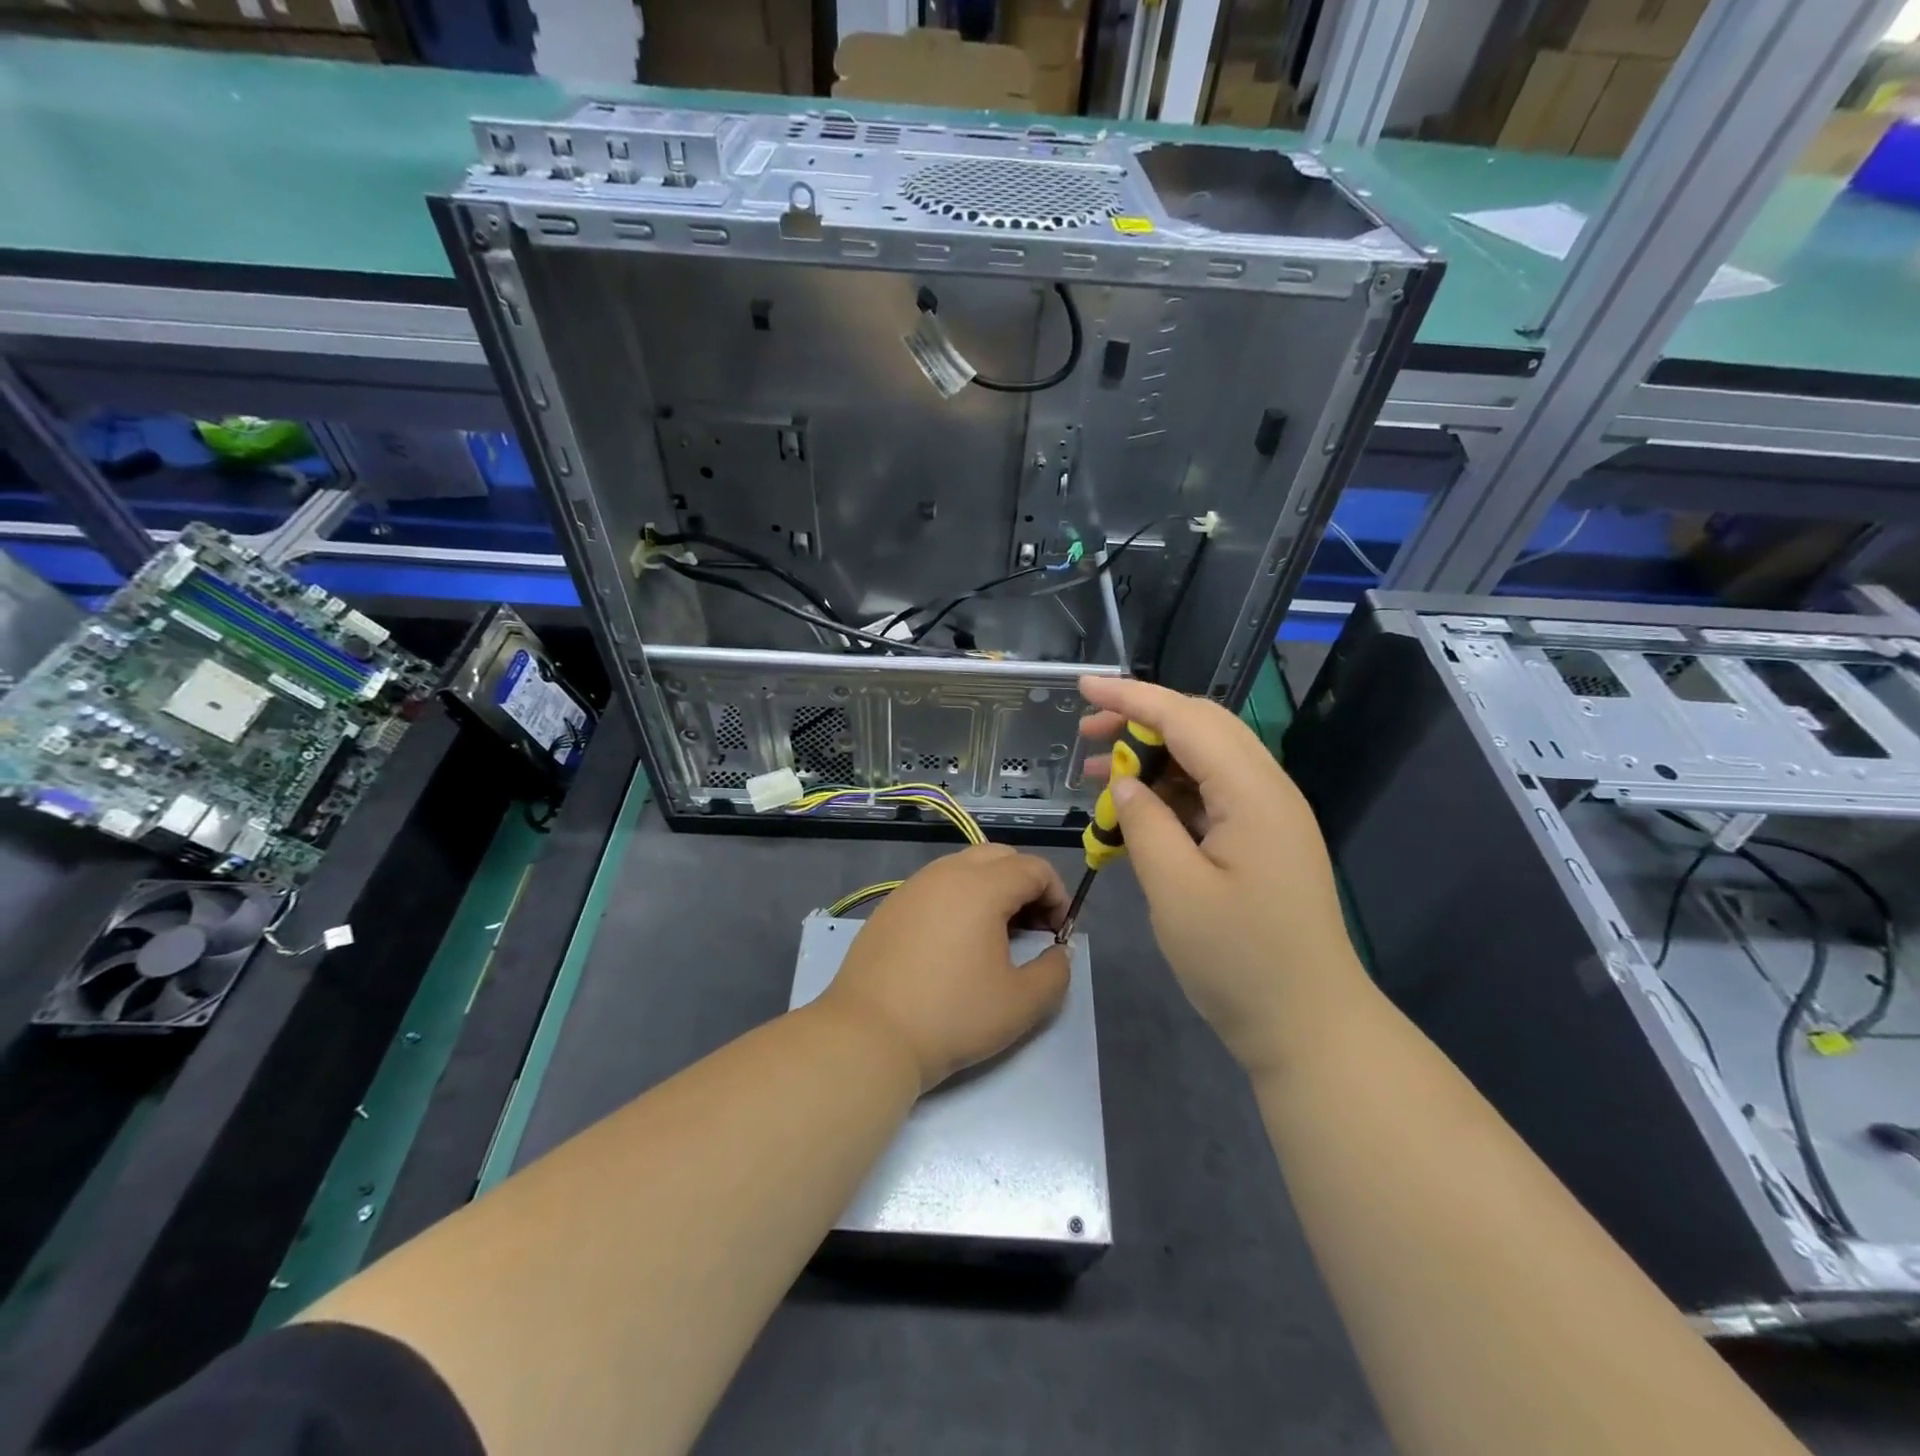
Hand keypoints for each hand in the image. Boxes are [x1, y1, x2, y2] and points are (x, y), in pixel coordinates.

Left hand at [819, 844, 1071, 1092]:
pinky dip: (958, 900)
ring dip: (990, 889)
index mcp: (981, 886)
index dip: (1057, 896)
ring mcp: (913, 886)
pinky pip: (936, 886)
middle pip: (999, 857)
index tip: (1057, 933)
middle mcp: (946, 873)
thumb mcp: (1022, 1003)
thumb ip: (1055, 972)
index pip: (1033, 868)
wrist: (870, 1035)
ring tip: (994, 936)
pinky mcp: (890, 906)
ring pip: (964, 868)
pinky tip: (954, 944)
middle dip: (1025, 884)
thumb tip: (1058, 952)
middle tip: (1031, 928)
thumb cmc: (952, 1016)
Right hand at [1078, 674, 1363, 1074]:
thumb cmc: (1240, 962)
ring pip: (1204, 759)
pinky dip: (1168, 792)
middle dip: (1140, 720)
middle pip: (1201, 727)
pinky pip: (1210, 794)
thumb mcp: (1176, 890)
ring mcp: (1268, 815)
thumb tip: (1124, 782)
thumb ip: (1145, 823)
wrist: (1309, 1026)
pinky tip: (1133, 812)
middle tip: (1085, 734)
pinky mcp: (1262, 840)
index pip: (1187, 719)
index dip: (1132, 698)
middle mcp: (1268, 790)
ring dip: (1151, 757)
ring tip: (1095, 772)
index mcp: (1253, 794)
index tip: (1083, 686)